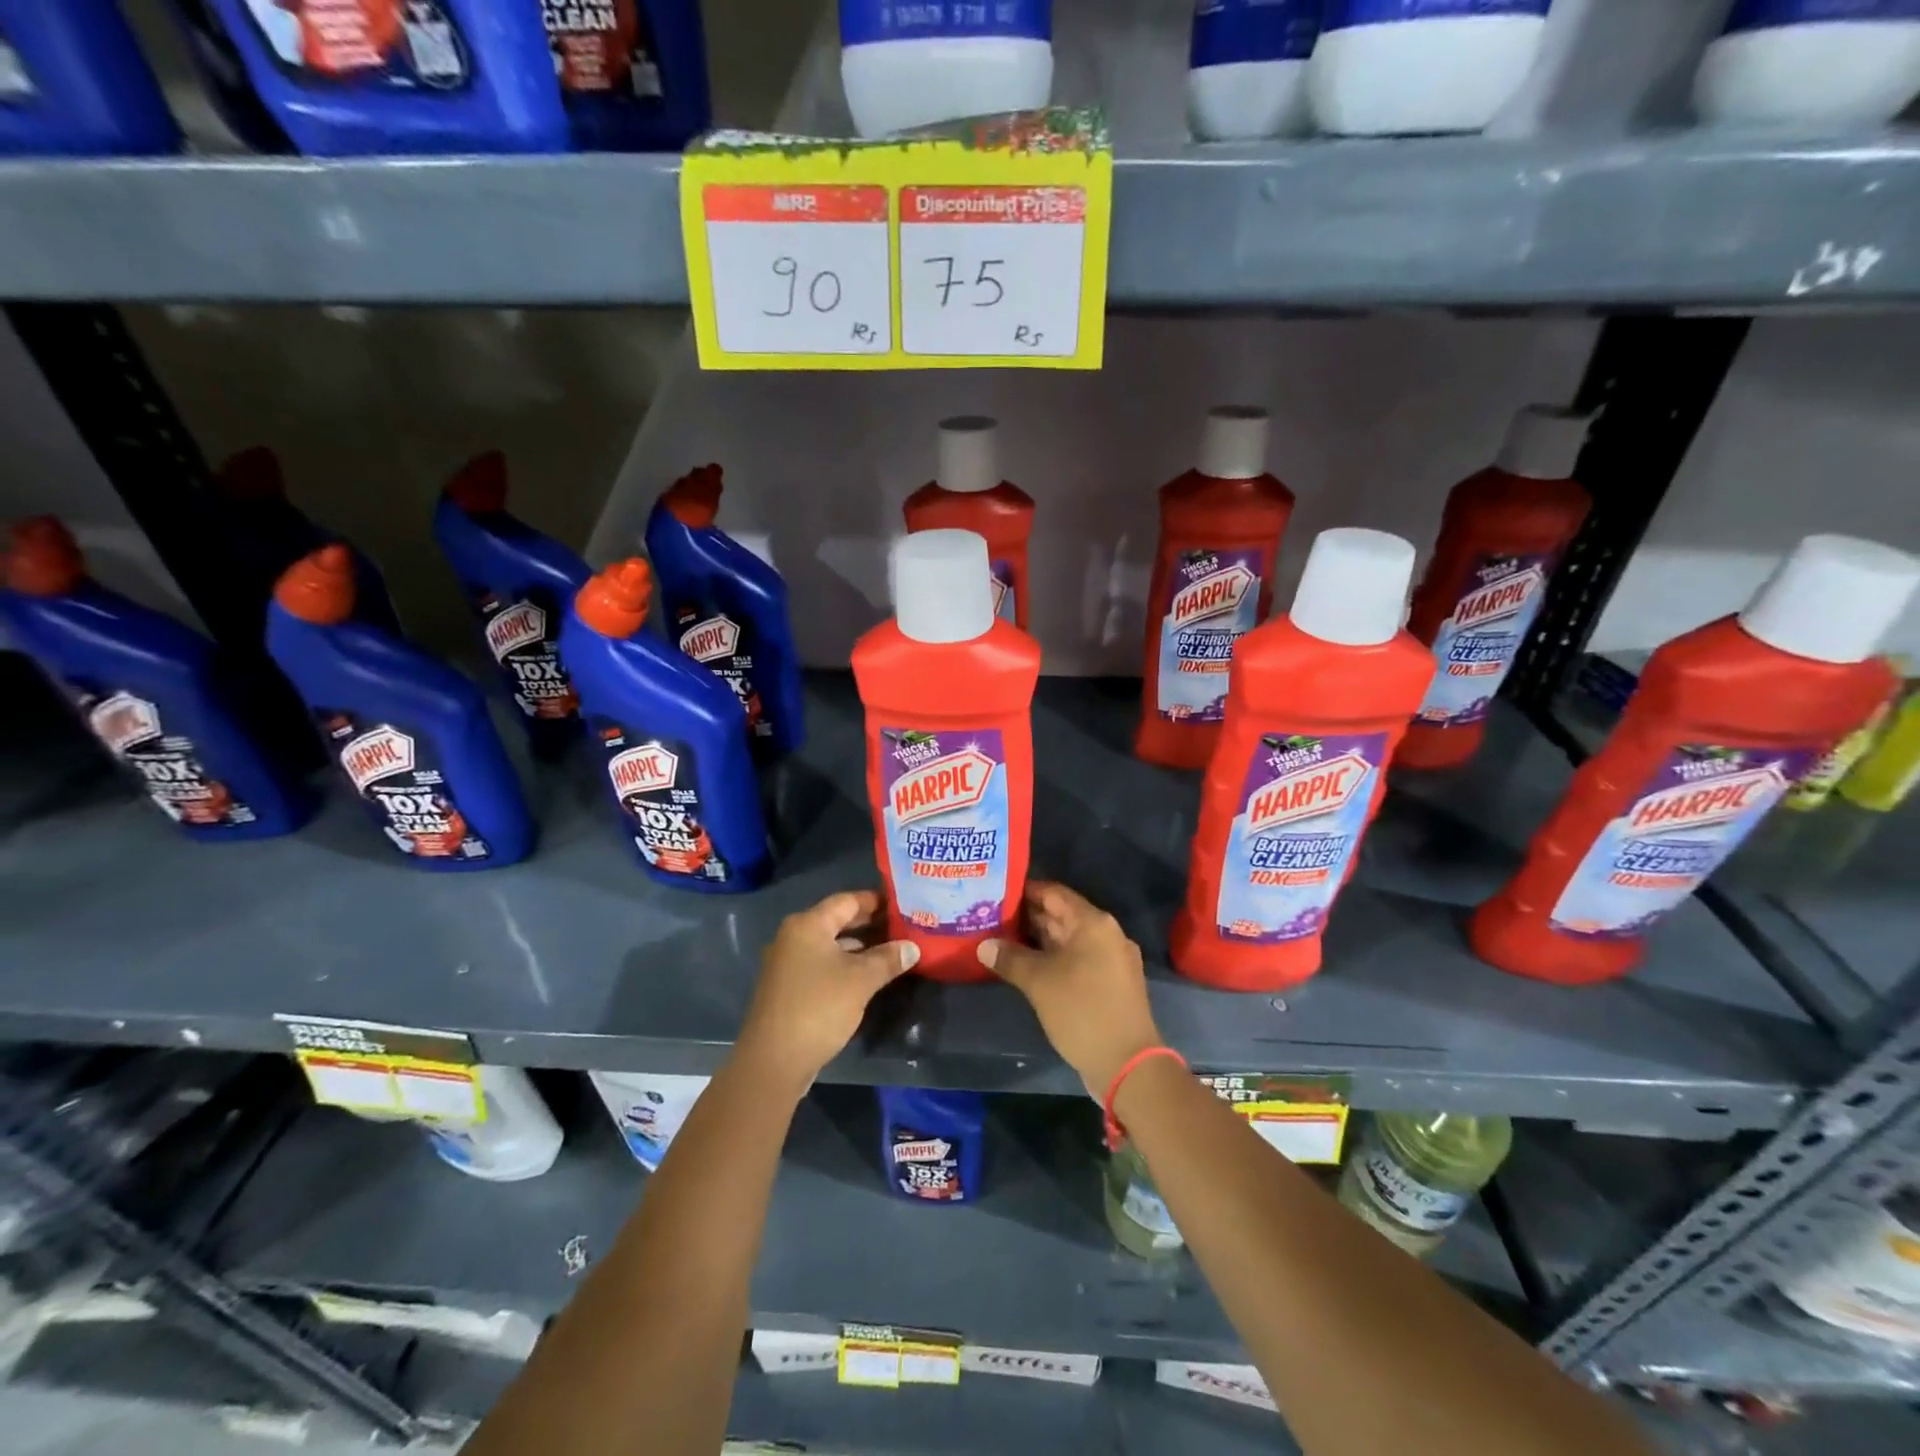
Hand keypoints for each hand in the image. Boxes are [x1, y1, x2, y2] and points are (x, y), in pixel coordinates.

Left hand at [736, 890, 917, 1093]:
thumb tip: (913, 947)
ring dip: (860, 946)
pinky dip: (845, 964)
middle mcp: (793, 936)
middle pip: (837, 920)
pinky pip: (822, 964)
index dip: (876, 901)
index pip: (847, 900)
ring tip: (893, 950)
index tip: (904, 904)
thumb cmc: (818, 1009)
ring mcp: (788, 963)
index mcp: (807, 925)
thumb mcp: (861, 981)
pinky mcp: (789, 987)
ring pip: (830, 944)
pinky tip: (868, 976)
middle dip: (870, 924)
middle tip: (904, 926)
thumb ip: (888, 959)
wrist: (773, 1062)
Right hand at [978, 882, 1162, 1096]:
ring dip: (1038, 940)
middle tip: (991, 917)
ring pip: (1067, 940)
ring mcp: (1111, 959)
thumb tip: (984, 945)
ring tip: (1000, 940)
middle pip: (1061, 915)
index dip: (1024, 891)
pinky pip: (1076, 959)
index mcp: (1093, 923)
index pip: (1054, 893)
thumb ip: (1010, 958)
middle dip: (1027, 917)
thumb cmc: (1082, 1011)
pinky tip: (1026, 967)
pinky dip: (1052, 959)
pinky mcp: (1110, 983)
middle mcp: (1106, 934)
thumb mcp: (1039, 982)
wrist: (1127, 1064)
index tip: (996, 893)